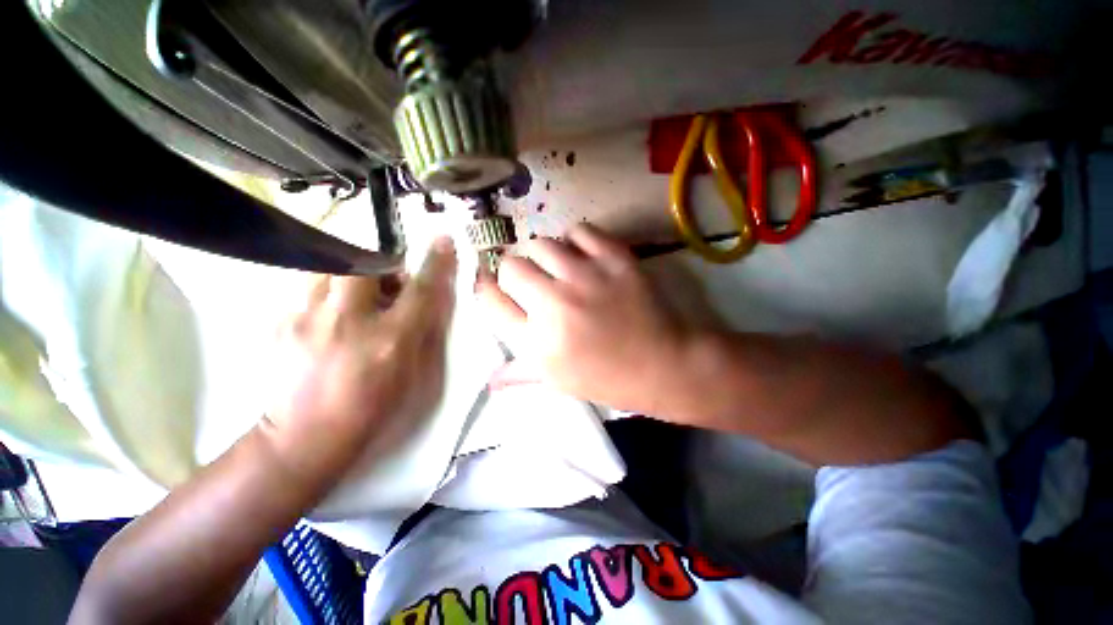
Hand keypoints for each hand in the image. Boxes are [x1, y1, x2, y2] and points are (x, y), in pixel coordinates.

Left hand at [263, 239, 456, 482]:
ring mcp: (306, 318)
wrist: (303, 437)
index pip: (420, 290)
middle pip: (365, 264)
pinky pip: (309, 288)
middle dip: (381, 264)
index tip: (443, 240)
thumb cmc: (372, 409)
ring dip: (352, 275)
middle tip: (387, 283)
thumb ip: (425, 331)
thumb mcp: (414, 374)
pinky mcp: (280, 321)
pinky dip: (328, 293)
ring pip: (330, 269)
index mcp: (390, 341)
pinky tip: (330, 319)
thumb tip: (428, 298)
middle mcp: (347, 321)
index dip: (436, 263)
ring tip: (357, 299)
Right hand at [477, 225, 693, 413]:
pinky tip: (583, 255)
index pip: (490, 300)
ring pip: (541, 243)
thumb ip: (520, 374)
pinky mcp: (614, 259)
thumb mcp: (559, 382)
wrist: (664, 365)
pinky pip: (579, 230)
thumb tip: (488, 378)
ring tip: (558, 267)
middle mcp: (554, 304)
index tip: (494, 285)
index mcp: (537, 341)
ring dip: (543, 255)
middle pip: (510, 266)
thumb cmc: (608, 379)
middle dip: (514, 272)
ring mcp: (585, 277)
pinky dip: (576, 240)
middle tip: (532, 280)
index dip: (486, 288)